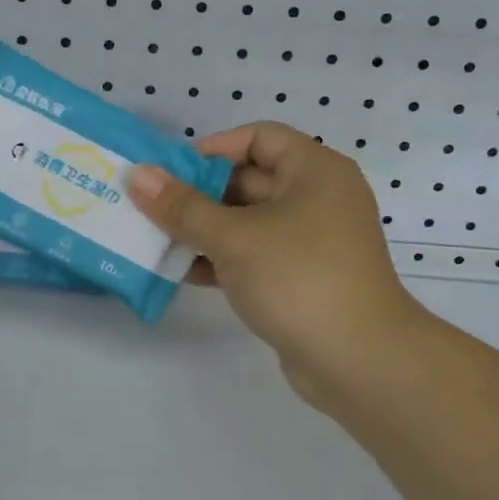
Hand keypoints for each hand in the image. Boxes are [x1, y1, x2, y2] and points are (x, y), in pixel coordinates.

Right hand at [127, 124, 421, 406]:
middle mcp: (317, 197)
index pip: (258, 137)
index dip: (212, 149)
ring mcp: (311, 240)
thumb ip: (182, 206)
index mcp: (314, 170)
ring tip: (155, 239)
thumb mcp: (233, 238)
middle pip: (249, 180)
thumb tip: (138, 174)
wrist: (360, 361)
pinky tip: (181, 271)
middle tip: (150, 207)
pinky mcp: (302, 277)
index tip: (171, 171)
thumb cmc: (298, 278)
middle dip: (198, 194)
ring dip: (203, 230)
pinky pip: (255, 254)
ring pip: (247, 222)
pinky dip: (222, 259)